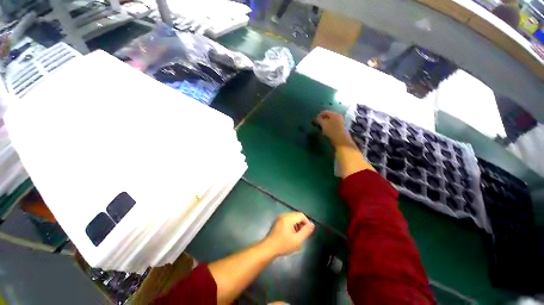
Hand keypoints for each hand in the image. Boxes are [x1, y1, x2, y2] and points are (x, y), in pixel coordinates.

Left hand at [264, 212, 314, 256]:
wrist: (268, 248)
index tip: (307, 232)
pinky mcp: (277, 221)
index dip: (306, 222)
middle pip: (296, 215)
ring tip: (296, 236)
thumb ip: (306, 231)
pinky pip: (287, 220)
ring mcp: (279, 218)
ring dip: (296, 225)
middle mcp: (284, 215)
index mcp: (288, 218)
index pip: (301, 215)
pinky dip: (291, 225)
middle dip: (301, 224)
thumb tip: (312, 224)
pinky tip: (290, 234)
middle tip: (302, 235)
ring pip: (292, 218)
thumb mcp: (297, 240)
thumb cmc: (283, 245)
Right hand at [315, 111, 352, 146]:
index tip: (315, 120)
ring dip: (325, 124)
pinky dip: (329, 127)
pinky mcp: (341, 128)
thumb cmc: (331, 130)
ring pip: (330, 121)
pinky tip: (326, 132)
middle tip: (318, 125)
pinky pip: (333, 126)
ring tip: (321, 129)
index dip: (319, 115)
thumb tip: (317, 118)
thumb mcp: (323, 124)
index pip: (325, 112)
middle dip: (322, 120)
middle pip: (328, 117)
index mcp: (335, 114)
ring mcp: (341, 122)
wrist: (341, 139)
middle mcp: (338, 117)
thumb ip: (319, 120)